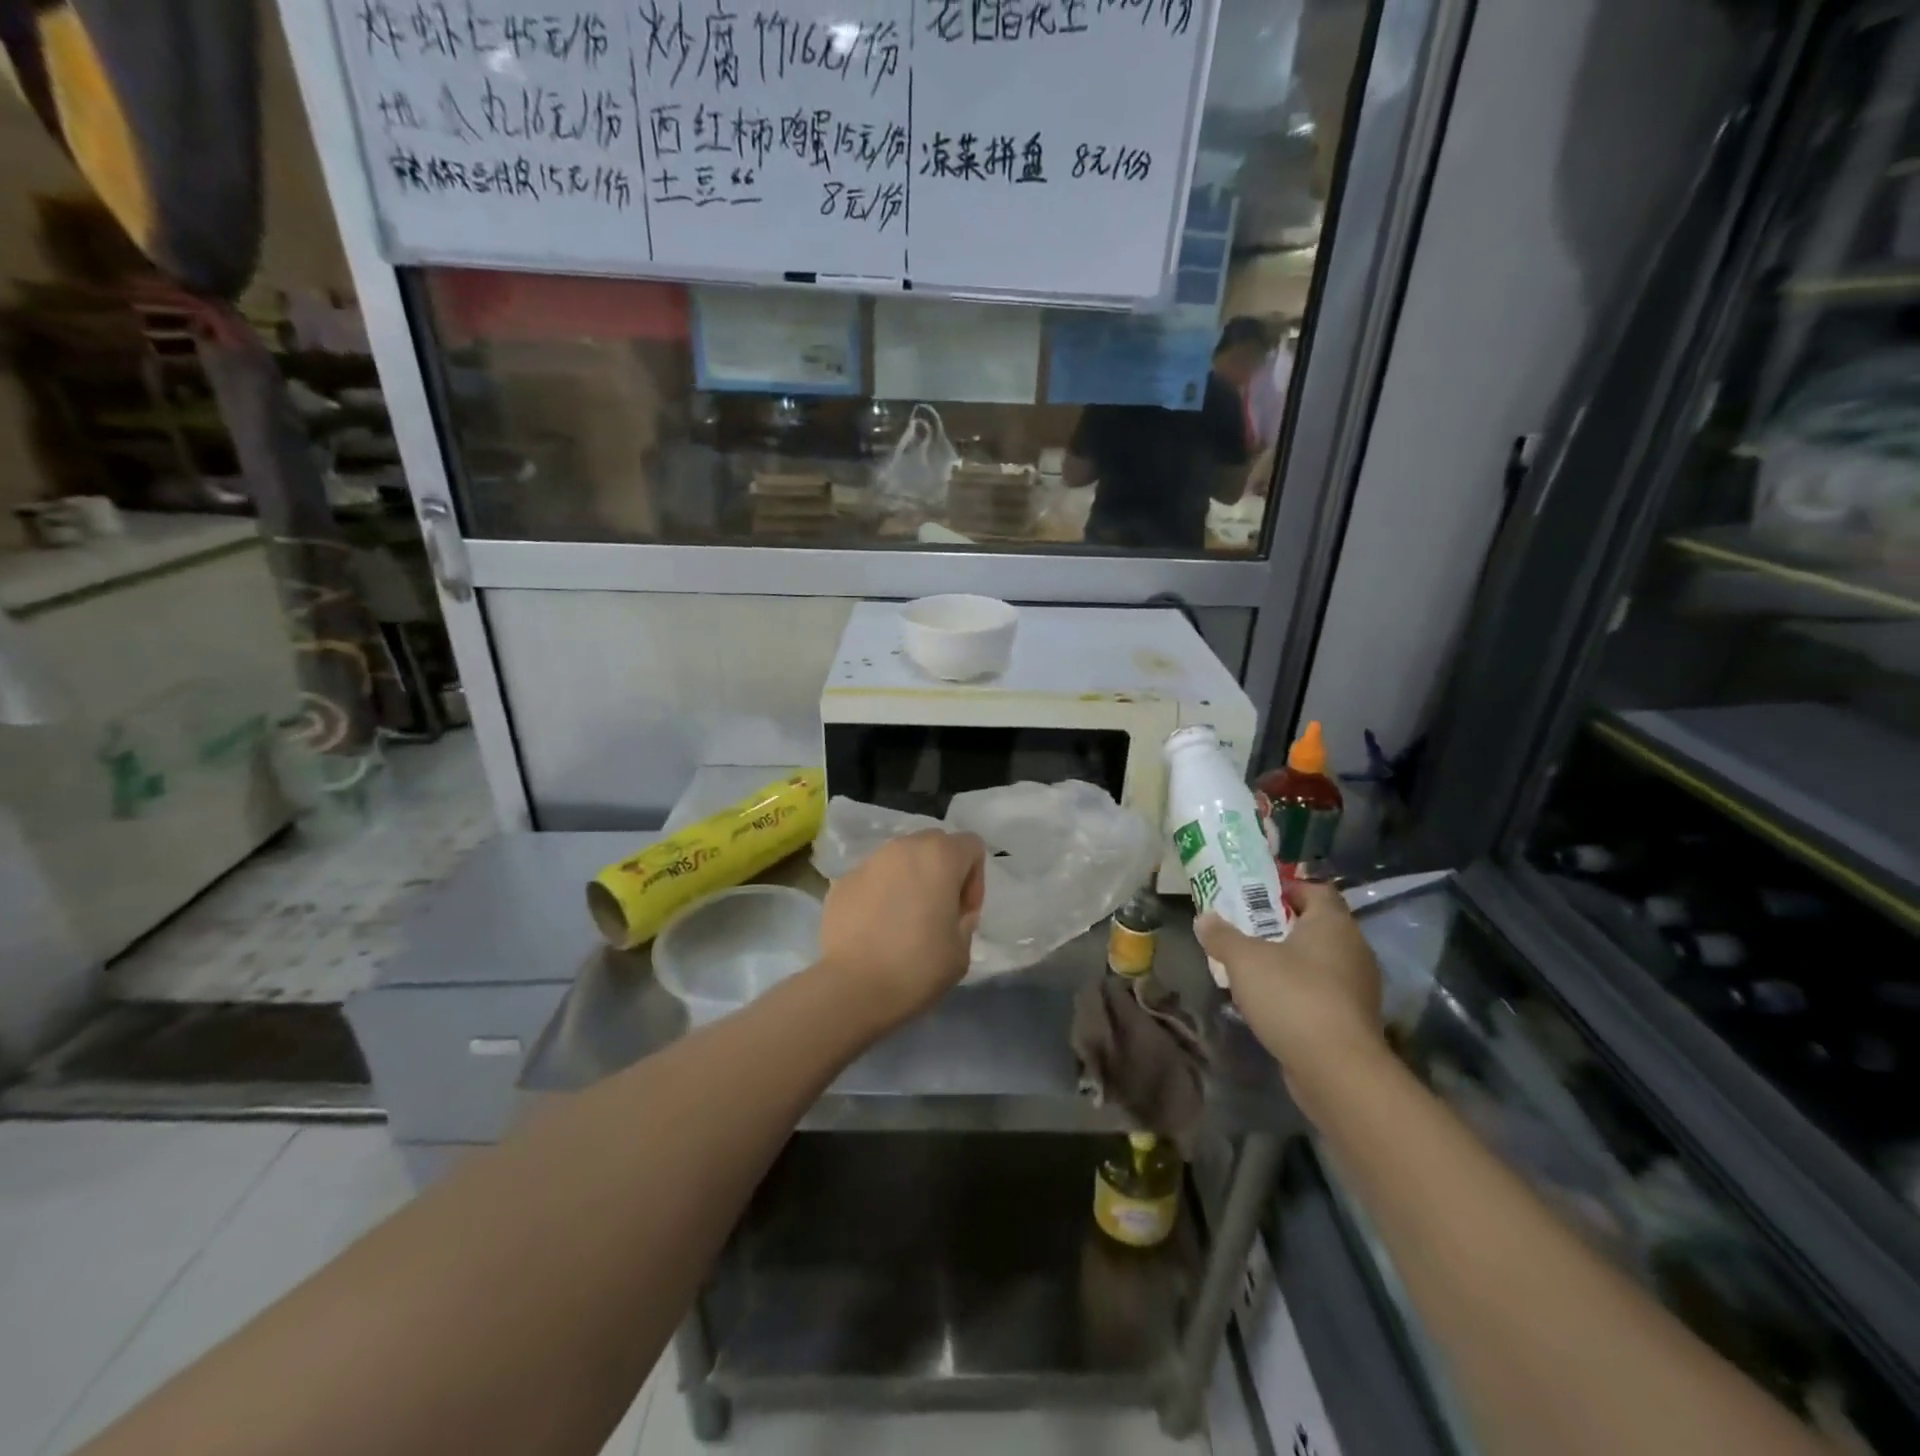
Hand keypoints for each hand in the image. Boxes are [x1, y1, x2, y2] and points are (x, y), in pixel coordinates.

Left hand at [816, 830, 985, 1032]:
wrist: (853, 988)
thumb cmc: (918, 967)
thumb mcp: (962, 948)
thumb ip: (964, 919)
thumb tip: (952, 912)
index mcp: (939, 856)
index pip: (971, 846)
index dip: (975, 879)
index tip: (963, 913)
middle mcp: (903, 847)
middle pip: (934, 845)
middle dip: (942, 872)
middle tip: (938, 912)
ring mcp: (868, 862)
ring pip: (900, 860)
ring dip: (909, 880)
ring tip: (903, 920)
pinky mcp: (842, 881)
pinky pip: (872, 879)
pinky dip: (880, 894)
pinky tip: (875, 929)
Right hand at [1196, 880, 1386, 1114]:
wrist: (1337, 1069)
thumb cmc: (1292, 996)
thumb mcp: (1244, 960)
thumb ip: (1222, 935)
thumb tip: (1204, 918)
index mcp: (1333, 923)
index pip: (1315, 890)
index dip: (1285, 889)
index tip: (1254, 898)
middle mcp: (1354, 948)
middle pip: (1317, 925)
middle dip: (1282, 926)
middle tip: (1246, 930)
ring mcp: (1358, 986)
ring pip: (1320, 960)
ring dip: (1290, 961)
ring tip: (1253, 968)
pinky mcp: (1355, 1018)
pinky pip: (1324, 991)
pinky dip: (1300, 990)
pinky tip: (1272, 1002)